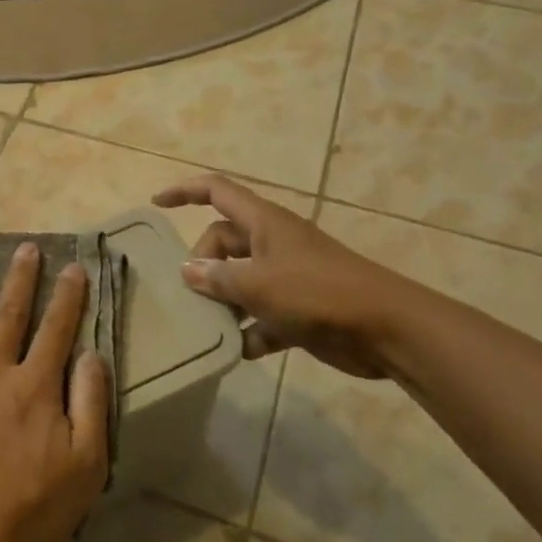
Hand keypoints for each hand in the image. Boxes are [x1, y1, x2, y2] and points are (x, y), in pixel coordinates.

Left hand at [0, 243, 110, 541]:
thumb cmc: (32, 510)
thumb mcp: (86, 465)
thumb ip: (91, 404)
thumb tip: (92, 353)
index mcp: (34, 386)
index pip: (56, 330)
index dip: (67, 296)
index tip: (72, 266)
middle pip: (10, 316)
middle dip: (21, 279)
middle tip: (25, 247)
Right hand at [152, 175, 408, 377]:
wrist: (385, 329)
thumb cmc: (317, 293)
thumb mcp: (258, 283)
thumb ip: (217, 278)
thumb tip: (187, 270)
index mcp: (263, 223)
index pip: (216, 191)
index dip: (185, 191)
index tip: (156, 203)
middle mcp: (272, 243)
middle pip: (223, 241)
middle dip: (203, 264)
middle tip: (194, 293)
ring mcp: (287, 276)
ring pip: (240, 280)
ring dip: (223, 302)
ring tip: (205, 325)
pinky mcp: (299, 309)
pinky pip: (262, 315)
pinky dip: (250, 330)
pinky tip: (238, 350)